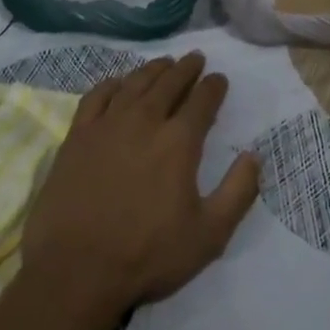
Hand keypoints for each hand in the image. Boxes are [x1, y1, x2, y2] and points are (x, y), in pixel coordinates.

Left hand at [21, 53, 259, 320]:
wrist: (76, 271)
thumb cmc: (147, 255)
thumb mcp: (209, 234)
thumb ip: (238, 192)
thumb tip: (253, 156)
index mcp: (179, 142)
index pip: (202, 101)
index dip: (214, 86)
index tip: (219, 79)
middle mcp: (144, 121)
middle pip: (169, 83)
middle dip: (186, 68)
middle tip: (195, 59)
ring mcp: (106, 126)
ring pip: (134, 83)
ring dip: (153, 70)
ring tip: (164, 63)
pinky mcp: (77, 137)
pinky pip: (97, 97)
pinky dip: (112, 84)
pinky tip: (118, 83)